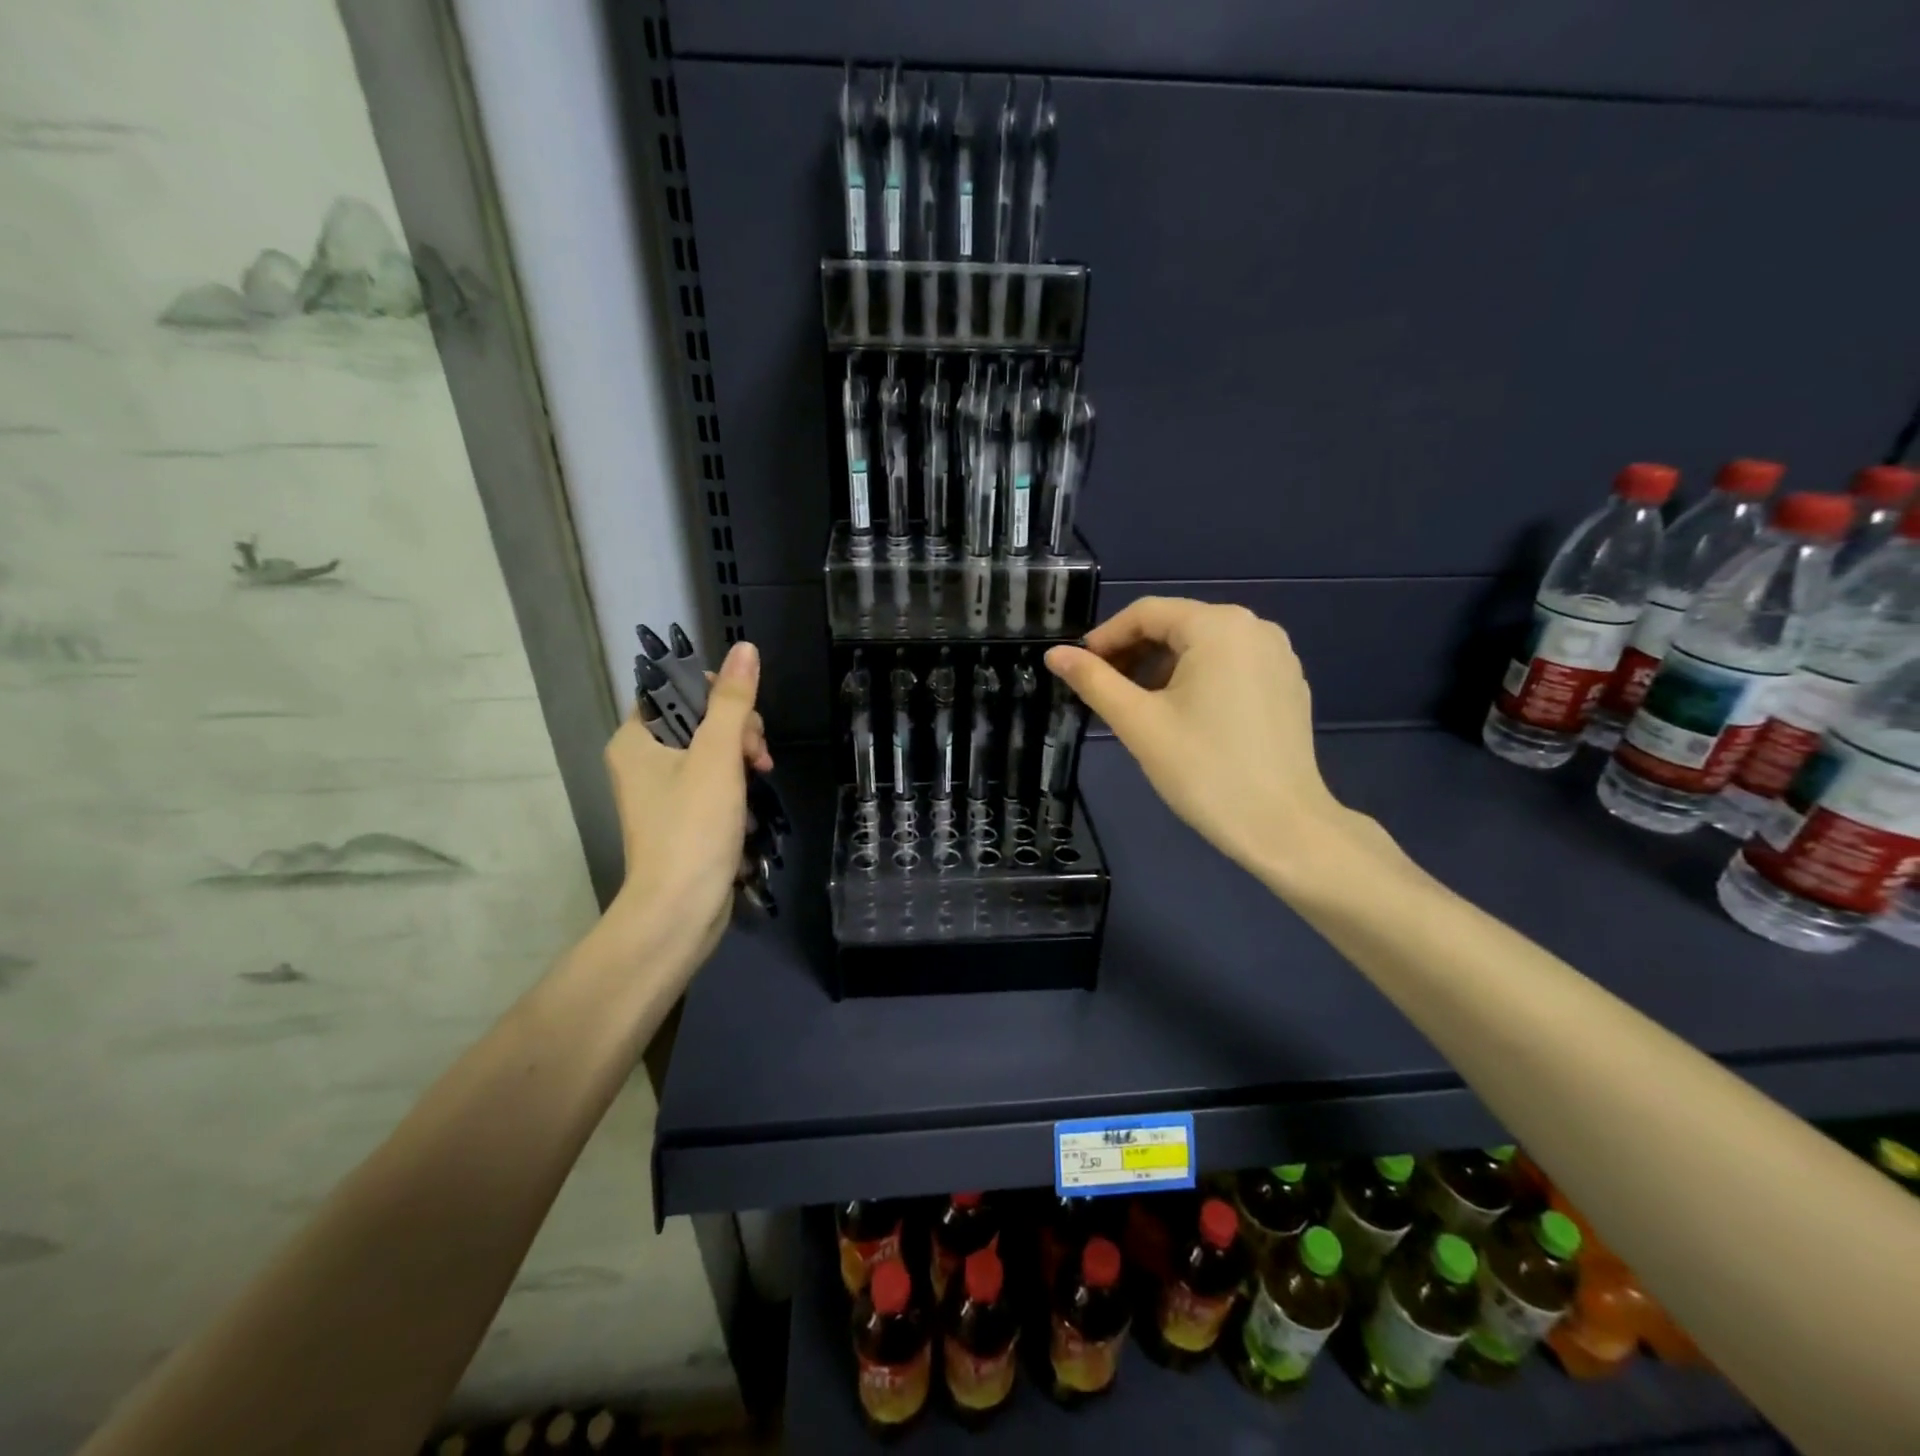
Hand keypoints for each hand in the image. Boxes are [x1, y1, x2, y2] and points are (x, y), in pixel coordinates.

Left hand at [601, 640, 772, 966]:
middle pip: (699, 720)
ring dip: (742, 761)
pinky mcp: (679, 818)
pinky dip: (734, 789)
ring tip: (760, 783)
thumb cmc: (693, 827)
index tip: (744, 721)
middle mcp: (640, 760)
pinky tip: (750, 808)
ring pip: (711, 753)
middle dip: (738, 732)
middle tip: (757, 760)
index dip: (717, 695)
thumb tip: (745, 648)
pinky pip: (711, 784)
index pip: (676, 689)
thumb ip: (732, 701)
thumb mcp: (718, 756)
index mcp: (636, 738)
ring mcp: (659, 792)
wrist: (679, 910)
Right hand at [1045, 598, 1377, 888]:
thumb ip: (1094, 681)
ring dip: (1162, 667)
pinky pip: (1230, 665)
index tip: (1078, 668)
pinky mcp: (1287, 684)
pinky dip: (1197, 679)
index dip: (1106, 638)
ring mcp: (1277, 655)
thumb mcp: (1139, 722)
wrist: (1282, 826)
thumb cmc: (1204, 770)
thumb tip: (1055, 654)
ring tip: (1138, 707)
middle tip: (1103, 690)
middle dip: (1134, 653)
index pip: (1147, 613)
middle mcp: (1255, 627)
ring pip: (1203, 646)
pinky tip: (1182, 716)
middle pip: (1177, 625)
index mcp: (1219, 626)